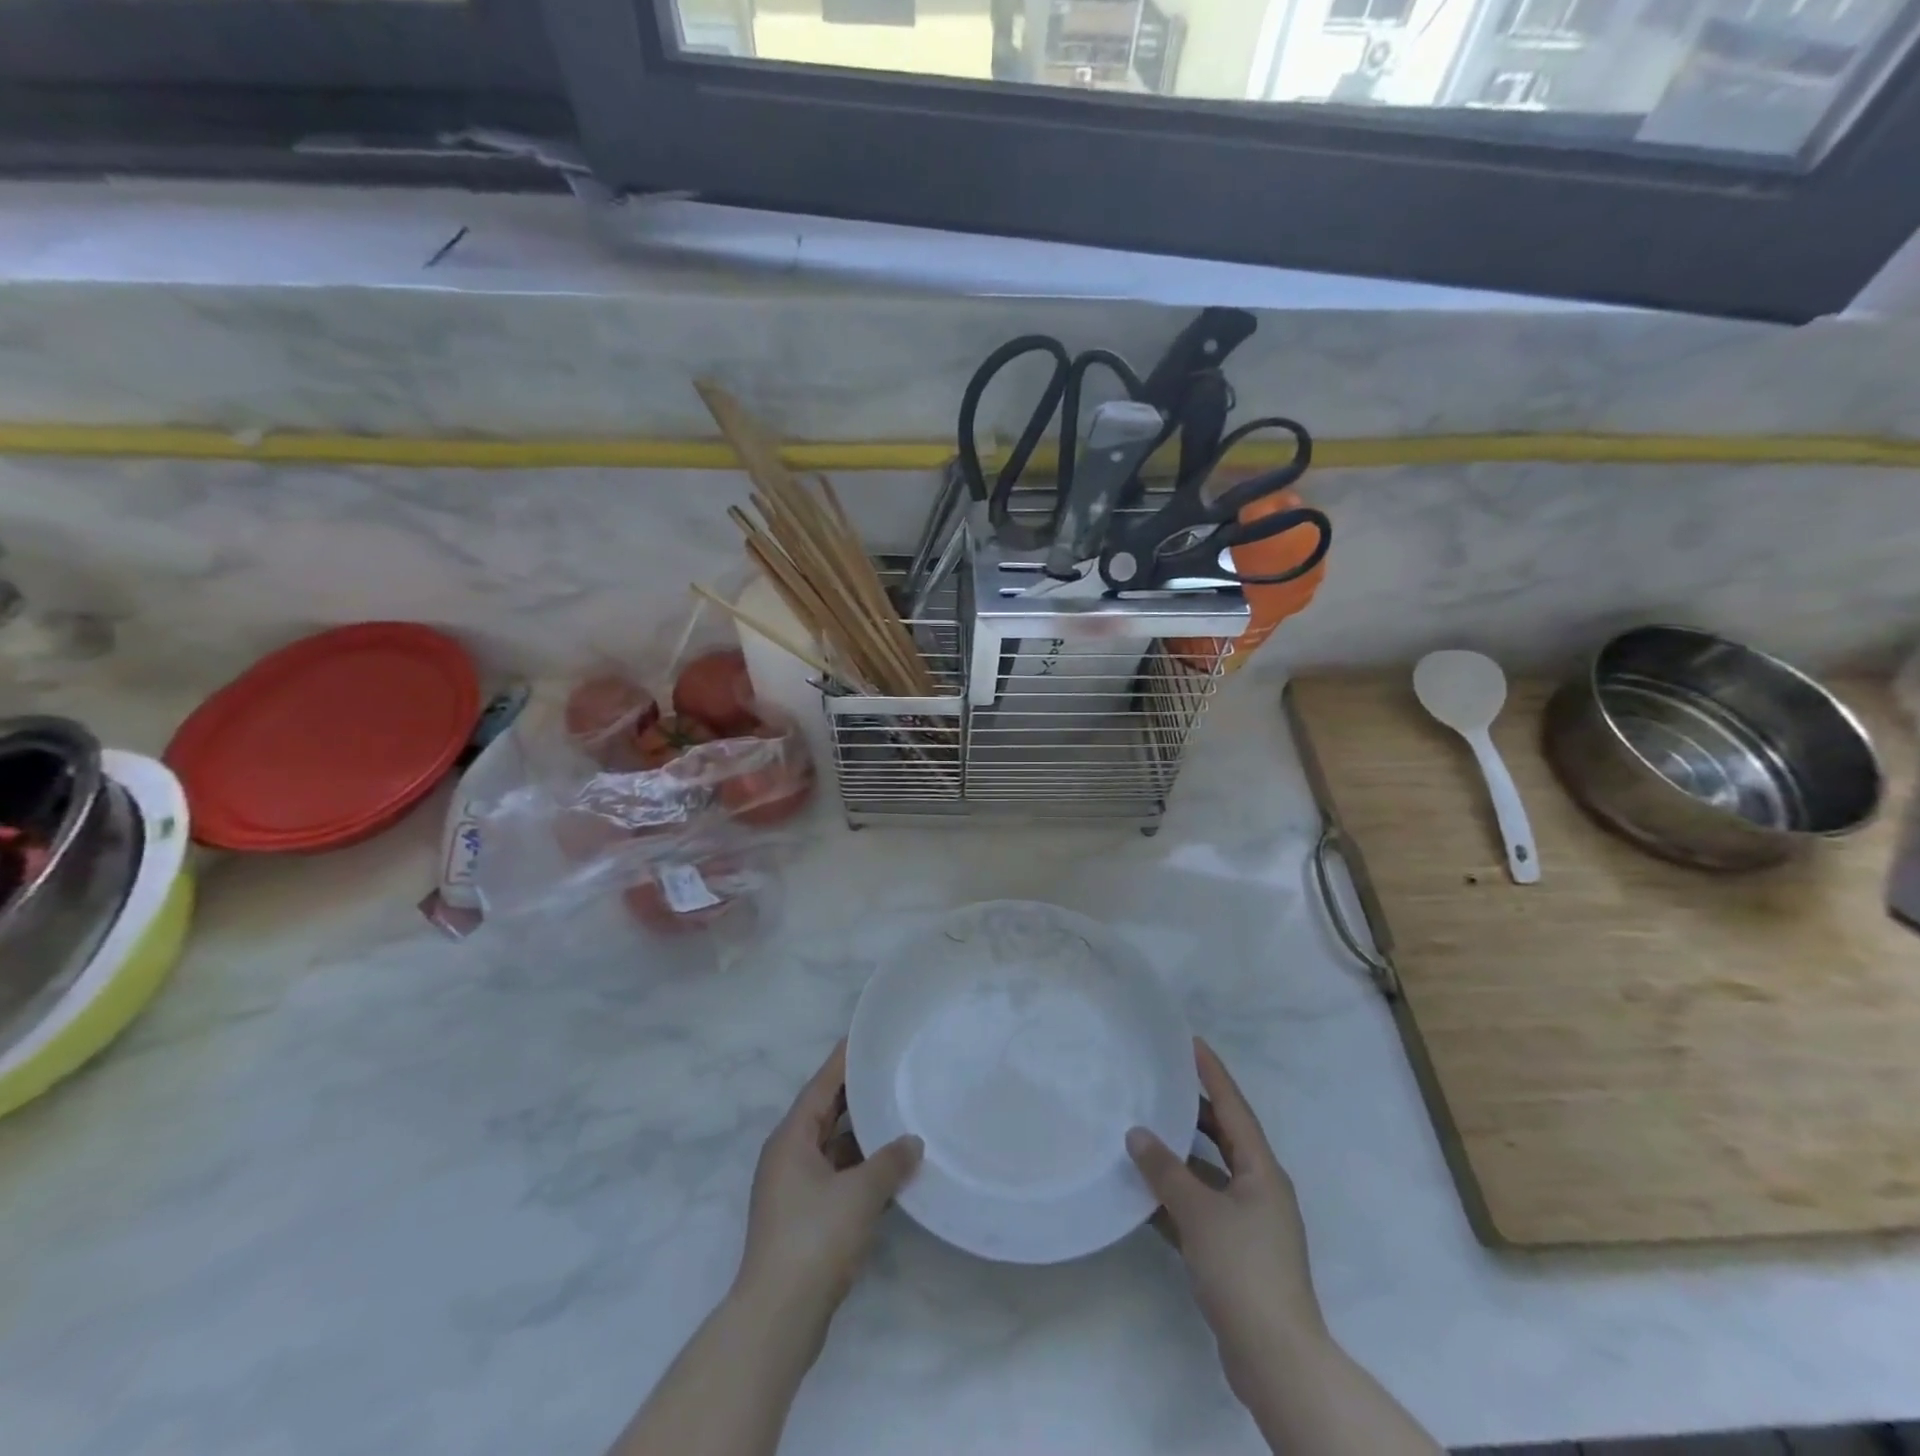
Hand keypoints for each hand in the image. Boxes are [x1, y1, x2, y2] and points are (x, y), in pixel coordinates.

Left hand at [734, 1041, 922, 1333]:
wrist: (779, 1318)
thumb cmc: (814, 1239)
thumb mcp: (859, 1194)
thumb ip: (890, 1162)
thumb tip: (913, 1142)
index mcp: (791, 1138)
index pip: (821, 1085)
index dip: (844, 1060)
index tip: (866, 1037)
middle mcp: (789, 1156)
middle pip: (826, 1113)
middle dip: (857, 1095)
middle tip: (892, 1071)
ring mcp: (795, 1189)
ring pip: (834, 1148)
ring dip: (864, 1137)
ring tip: (901, 1117)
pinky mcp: (805, 1218)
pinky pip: (838, 1177)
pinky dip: (862, 1170)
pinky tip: (893, 1171)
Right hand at [1126, 1039, 1325, 1398]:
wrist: (1275, 1359)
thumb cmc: (1243, 1270)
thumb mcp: (1199, 1213)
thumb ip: (1165, 1170)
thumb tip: (1137, 1133)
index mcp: (1262, 1171)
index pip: (1233, 1108)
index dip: (1212, 1073)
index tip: (1191, 1042)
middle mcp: (1259, 1190)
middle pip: (1223, 1137)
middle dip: (1193, 1111)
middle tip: (1160, 1083)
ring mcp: (1248, 1225)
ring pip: (1208, 1175)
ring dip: (1179, 1158)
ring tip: (1142, 1132)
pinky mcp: (1235, 1254)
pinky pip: (1200, 1210)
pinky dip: (1175, 1199)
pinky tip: (1141, 1194)